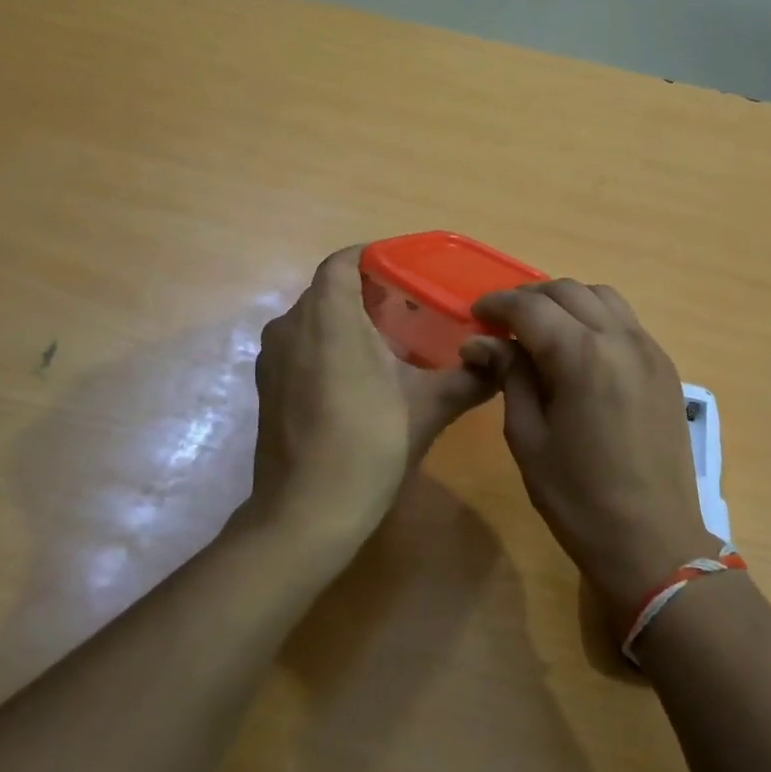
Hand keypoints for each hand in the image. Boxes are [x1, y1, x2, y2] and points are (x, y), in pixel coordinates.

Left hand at [249, 246, 501, 545]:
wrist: (306, 514)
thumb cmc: (369, 445)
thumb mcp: (429, 407)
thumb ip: (470, 377)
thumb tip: (502, 359)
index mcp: (327, 315)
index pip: (344, 260)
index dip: (376, 257)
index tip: (411, 271)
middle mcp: (291, 325)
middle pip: (330, 289)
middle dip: (369, 292)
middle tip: (415, 309)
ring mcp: (272, 358)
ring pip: (314, 319)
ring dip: (349, 321)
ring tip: (393, 342)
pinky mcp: (268, 387)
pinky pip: (302, 346)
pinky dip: (329, 347)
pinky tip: (361, 378)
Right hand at [468, 281, 717, 620]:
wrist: (654, 541)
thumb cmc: (579, 498)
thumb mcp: (528, 438)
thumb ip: (509, 377)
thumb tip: (481, 342)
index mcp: (582, 355)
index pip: (531, 306)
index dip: (497, 304)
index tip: (476, 316)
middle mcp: (621, 339)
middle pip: (568, 291)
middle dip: (530, 298)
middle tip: (503, 325)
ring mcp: (650, 350)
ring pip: (602, 298)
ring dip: (566, 302)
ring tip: (542, 330)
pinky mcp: (665, 368)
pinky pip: (626, 322)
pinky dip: (596, 319)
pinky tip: (580, 350)